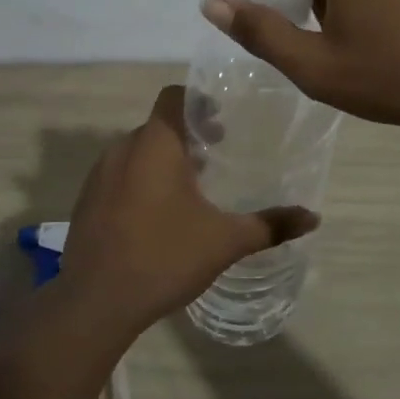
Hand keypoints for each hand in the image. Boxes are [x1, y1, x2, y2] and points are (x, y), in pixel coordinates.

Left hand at [60, 86, 318, 329]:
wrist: (95, 301)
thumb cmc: (164, 257)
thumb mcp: (225, 241)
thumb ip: (270, 225)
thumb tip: (313, 218)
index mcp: (155, 144)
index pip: (173, 97)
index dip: (198, 102)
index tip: (221, 122)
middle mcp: (122, 149)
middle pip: (158, 126)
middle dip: (187, 136)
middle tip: (216, 157)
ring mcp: (98, 175)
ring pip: (136, 152)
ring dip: (163, 160)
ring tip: (190, 189)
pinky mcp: (86, 201)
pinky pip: (119, 176)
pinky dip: (140, 181)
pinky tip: (157, 217)